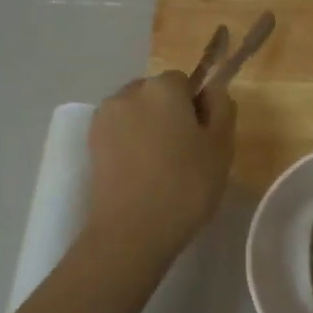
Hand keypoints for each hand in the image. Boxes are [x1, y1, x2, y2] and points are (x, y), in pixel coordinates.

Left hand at [84, 70, 235, 261]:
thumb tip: (212, 91)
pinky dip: (130, 146)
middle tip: (185, 153)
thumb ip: (222, 108)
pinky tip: (141, 175)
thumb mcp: (221, 147)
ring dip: (147, 129)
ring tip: (160, 167)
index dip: (196, 106)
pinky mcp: (90, 146)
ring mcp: (104, 119)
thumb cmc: (186, 186)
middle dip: (169, 113)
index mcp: (163, 88)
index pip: (185, 81)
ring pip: (135, 114)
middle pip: (156, 94)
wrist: (132, 231)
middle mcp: (128, 93)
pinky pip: (118, 135)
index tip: (204, 137)